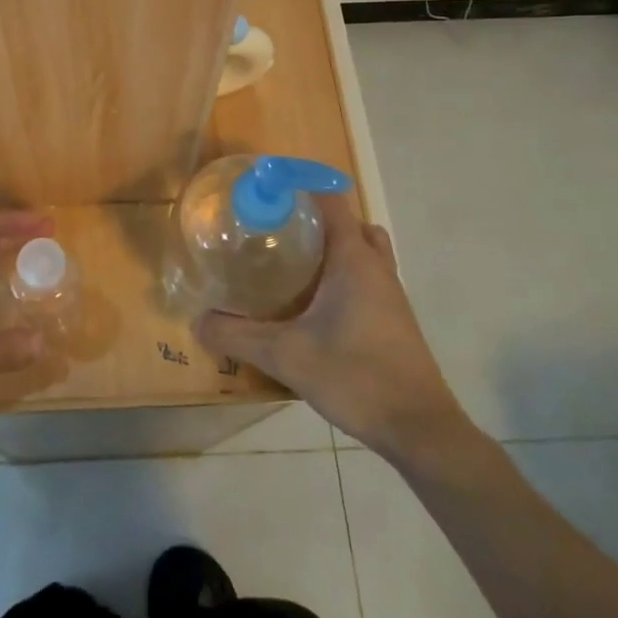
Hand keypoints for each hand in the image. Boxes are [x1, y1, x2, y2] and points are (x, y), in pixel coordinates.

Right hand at [194, 194, 471, 457]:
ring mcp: (391, 294)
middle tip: (278, 232)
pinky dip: (345, 277)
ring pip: (363, 252)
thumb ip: (238, 337)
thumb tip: (198, 322)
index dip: (299, 188)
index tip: (265, 193)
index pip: (330, 200)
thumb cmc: (356, 376)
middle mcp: (376, 267)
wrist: (419, 429)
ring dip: (334, 249)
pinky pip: (368, 278)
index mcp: (353, 259)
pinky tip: (315, 307)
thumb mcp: (286, 356)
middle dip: (316, 219)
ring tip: (295, 266)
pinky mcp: (395, 320)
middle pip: (349, 223)